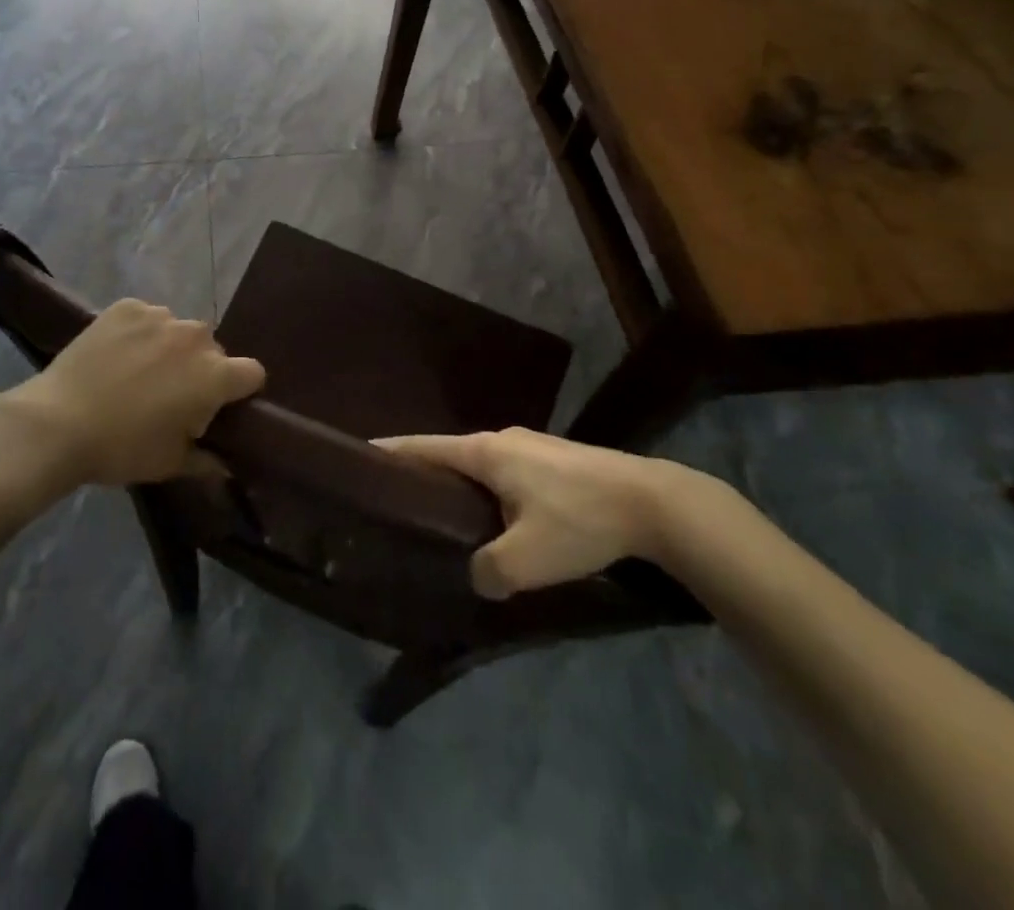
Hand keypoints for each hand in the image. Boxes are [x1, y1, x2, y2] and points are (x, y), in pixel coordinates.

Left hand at [0, 300, 264, 490]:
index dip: (240, 390)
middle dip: (200, 369)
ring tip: (138, 373)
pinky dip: (138, 333)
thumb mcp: (170, 464)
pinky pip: (146, 317)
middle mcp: (194, 337)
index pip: (252, 373)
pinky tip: (116, 355)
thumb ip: (207, 460)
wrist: (57, 422)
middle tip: (171, 395)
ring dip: (169, 348)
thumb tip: (225, 464)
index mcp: (214, 375)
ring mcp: (159, 316)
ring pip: (177, 330)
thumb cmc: (121, 449)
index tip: (220, 406)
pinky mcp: (127, 307)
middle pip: (212, 349)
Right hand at [377, 427, 683, 597]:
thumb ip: (487, 571)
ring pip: (480, 465)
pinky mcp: (555, 461)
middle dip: (422, 474)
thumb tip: (475, 575)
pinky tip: (495, 519)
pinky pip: (506, 472)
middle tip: (398, 504)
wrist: (654, 502)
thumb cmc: (580, 520)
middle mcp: (502, 439)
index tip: (360, 458)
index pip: (422, 447)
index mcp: (485, 452)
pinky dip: (488, 490)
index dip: (390, 453)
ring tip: (442, 516)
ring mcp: (531, 446)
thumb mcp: (526, 560)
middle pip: (448, 453)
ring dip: (459, 485)